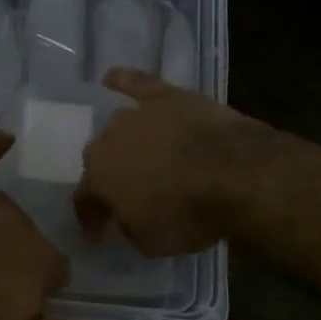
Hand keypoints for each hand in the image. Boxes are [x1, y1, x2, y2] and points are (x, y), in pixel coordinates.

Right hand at [74, 68, 266, 255]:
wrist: (236, 174)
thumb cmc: (189, 214)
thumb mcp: (150, 242)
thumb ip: (127, 227)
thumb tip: (121, 218)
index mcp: (98, 177)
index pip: (84, 200)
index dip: (91, 219)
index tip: (98, 234)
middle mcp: (108, 141)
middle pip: (99, 159)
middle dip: (108, 177)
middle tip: (125, 193)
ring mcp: (136, 114)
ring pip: (118, 127)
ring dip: (122, 141)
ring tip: (135, 154)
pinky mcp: (166, 96)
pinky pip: (136, 83)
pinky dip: (123, 81)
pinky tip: (111, 77)